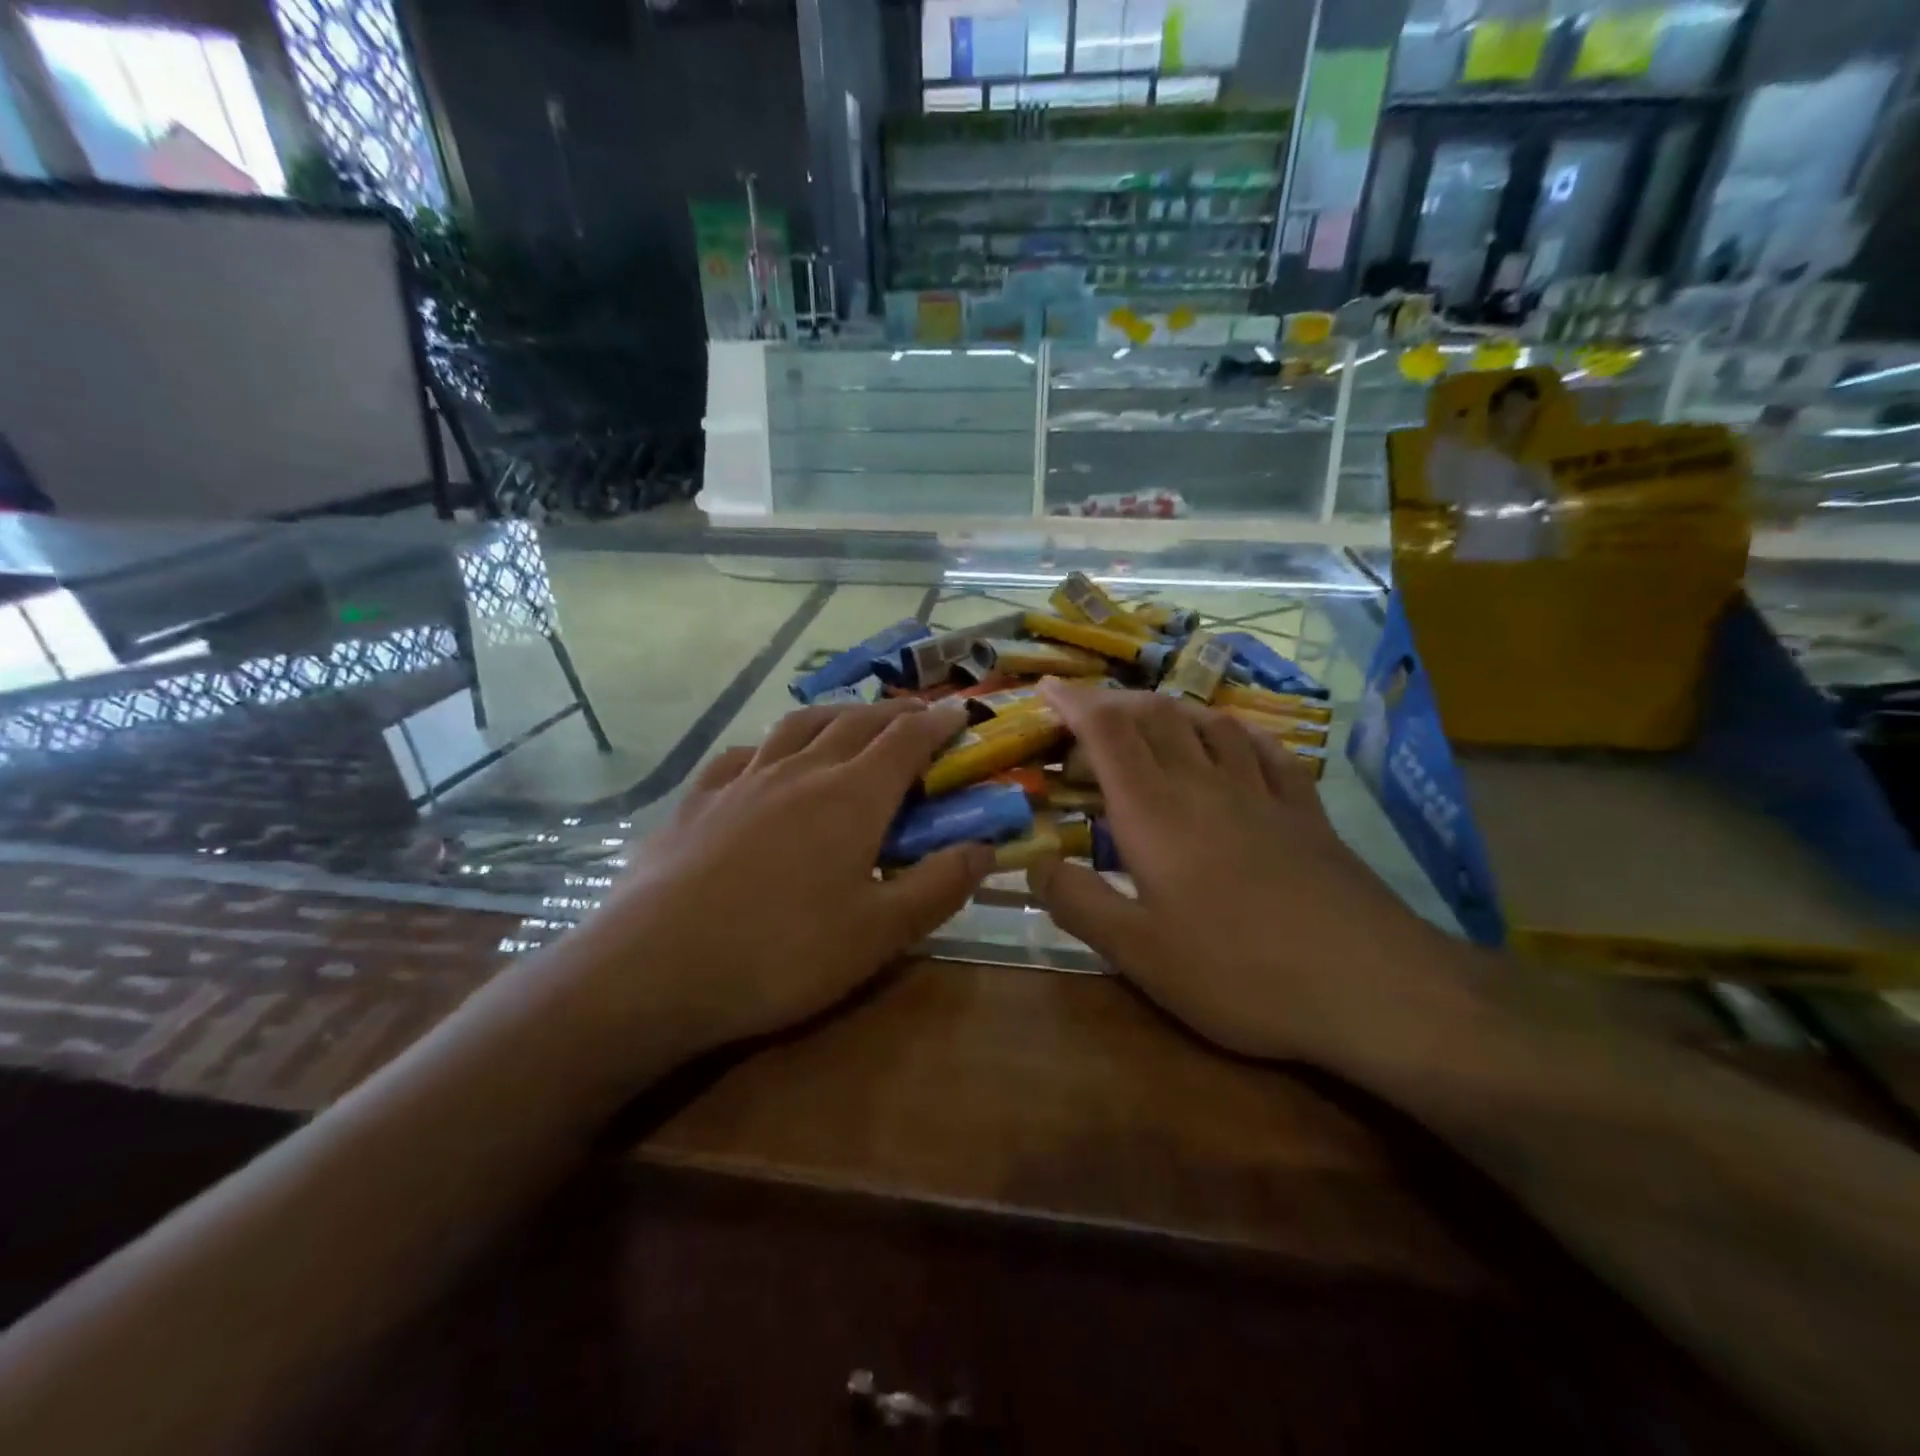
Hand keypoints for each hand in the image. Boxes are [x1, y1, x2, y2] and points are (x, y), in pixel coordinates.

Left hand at [573, 698, 992, 1053]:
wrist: (654, 969)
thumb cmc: (781, 954)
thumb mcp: (879, 934)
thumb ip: (939, 886)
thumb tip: (986, 848)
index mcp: (852, 797)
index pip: (906, 741)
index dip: (938, 724)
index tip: (960, 713)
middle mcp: (801, 772)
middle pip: (857, 723)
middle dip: (895, 713)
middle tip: (918, 714)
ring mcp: (743, 781)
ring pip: (798, 726)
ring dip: (836, 714)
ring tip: (851, 719)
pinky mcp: (697, 802)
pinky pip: (740, 755)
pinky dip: (768, 744)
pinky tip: (764, 758)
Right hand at [1026, 680, 1472, 1068]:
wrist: (1368, 985)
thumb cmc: (1237, 971)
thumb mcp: (1138, 952)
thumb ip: (1078, 903)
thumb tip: (1033, 865)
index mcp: (1155, 811)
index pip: (1106, 732)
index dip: (1073, 702)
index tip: (1046, 687)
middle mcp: (1204, 784)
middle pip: (1155, 717)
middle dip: (1113, 704)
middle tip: (1085, 719)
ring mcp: (1262, 793)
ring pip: (1208, 724)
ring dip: (1170, 711)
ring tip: (1148, 722)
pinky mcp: (1306, 811)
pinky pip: (1265, 750)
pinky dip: (1234, 734)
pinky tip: (1232, 742)